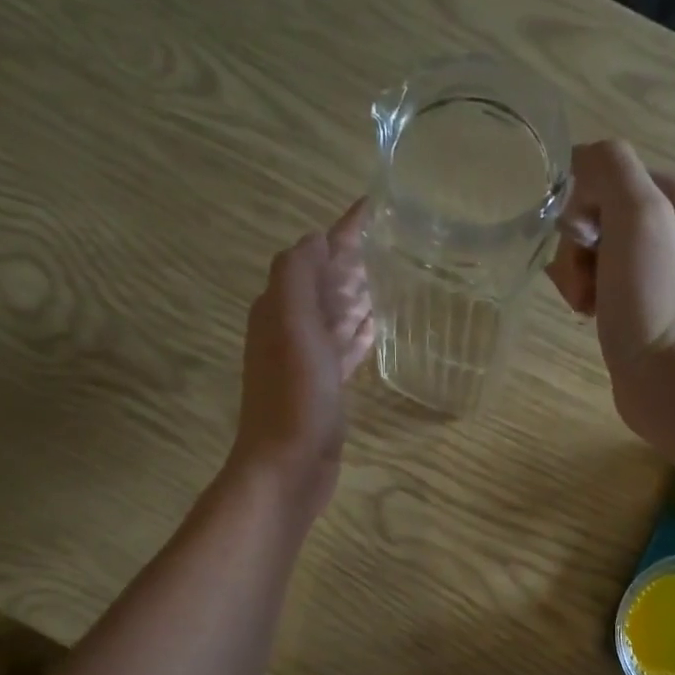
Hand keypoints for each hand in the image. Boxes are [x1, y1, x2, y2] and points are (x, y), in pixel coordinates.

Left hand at [227, 201, 374, 517]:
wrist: (287, 467)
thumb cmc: (293, 397)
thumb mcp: (292, 327)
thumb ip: (298, 276)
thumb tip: (316, 239)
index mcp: (279, 307)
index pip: (314, 255)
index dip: (343, 230)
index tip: (377, 206)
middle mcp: (289, 328)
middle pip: (325, 282)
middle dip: (354, 259)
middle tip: (395, 240)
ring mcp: (307, 361)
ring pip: (335, 315)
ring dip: (358, 294)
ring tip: (395, 276)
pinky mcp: (325, 389)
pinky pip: (344, 349)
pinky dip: (359, 333)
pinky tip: (378, 326)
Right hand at [545, 140, 674, 432]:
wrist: (671, 380)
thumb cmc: (655, 297)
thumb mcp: (636, 214)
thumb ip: (608, 169)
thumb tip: (576, 163)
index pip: (606, 176)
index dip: (581, 208)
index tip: (583, 244)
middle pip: (596, 215)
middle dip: (577, 249)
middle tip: (585, 283)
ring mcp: (659, 267)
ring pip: (592, 251)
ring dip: (576, 275)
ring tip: (586, 305)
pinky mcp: (643, 303)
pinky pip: (599, 282)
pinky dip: (586, 295)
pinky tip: (590, 316)